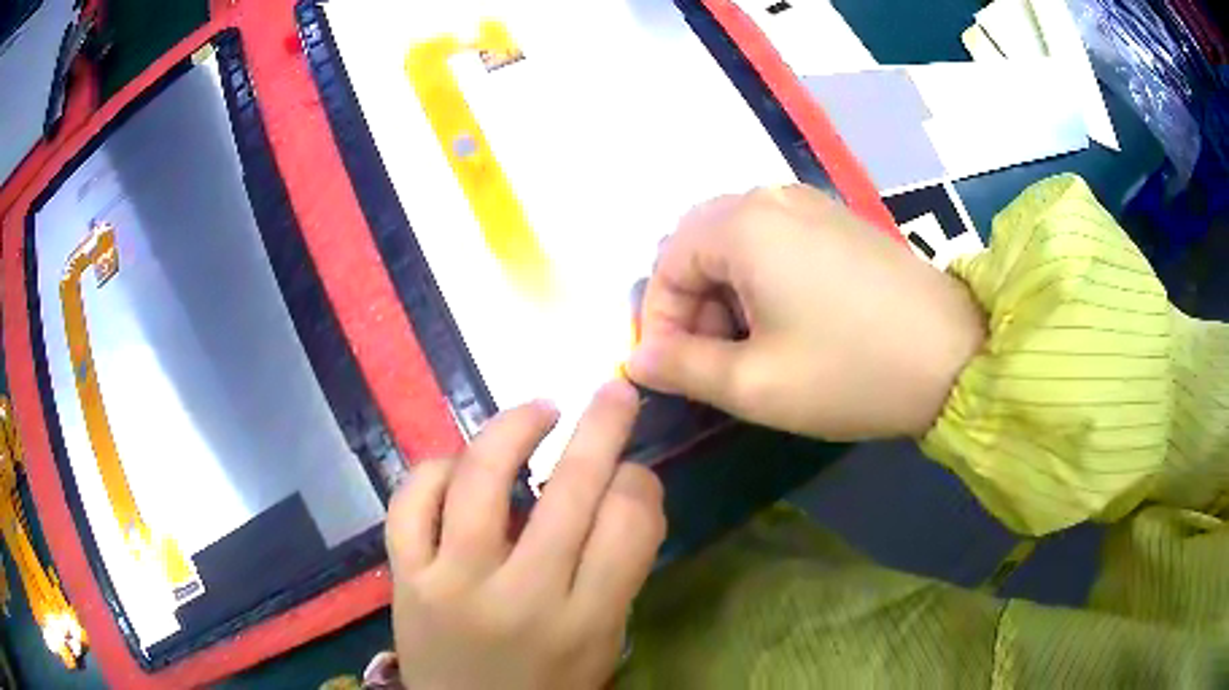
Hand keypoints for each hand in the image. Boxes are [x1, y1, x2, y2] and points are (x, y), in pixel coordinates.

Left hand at [385, 380, 664, 689]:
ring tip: (539, 412)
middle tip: (614, 390)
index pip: (629, 524)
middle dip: (602, 426)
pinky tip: (460, 467)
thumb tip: (623, 492)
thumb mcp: (602, 645)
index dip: (640, 482)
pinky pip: (410, 501)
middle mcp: (520, 598)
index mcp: (584, 622)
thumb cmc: (547, 687)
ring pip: (479, 478)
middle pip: (569, 490)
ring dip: (514, 427)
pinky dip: (435, 470)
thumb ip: (616, 575)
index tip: (633, 474)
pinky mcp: (405, 577)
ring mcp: (452, 583)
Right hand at [628, 185, 984, 439]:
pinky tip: (789, 320)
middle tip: (713, 360)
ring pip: (738, 241)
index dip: (659, 320)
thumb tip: (637, 360)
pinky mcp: (839, 219)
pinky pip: (776, 238)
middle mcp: (771, 196)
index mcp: (743, 225)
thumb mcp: (753, 384)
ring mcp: (811, 202)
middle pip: (700, 244)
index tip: (672, 370)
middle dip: (693, 303)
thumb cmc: (850, 372)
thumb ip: (682, 368)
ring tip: (752, 347)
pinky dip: (762, 278)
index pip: (666, 263)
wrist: (955, 356)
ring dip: (727, 292)